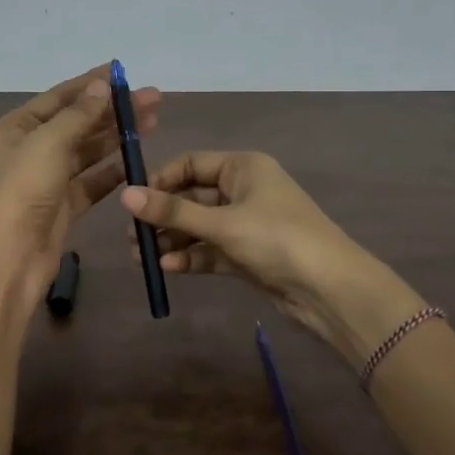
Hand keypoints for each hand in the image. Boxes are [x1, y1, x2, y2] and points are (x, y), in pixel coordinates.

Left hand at [0, 63, 161, 295]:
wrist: (7, 257)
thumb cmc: (22, 190)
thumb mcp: (49, 142)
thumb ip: (79, 114)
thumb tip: (102, 86)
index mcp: (17, 127)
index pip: (60, 96)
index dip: (92, 83)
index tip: (124, 73)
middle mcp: (31, 149)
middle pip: (78, 122)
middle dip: (113, 111)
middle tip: (154, 100)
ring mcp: (48, 179)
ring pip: (88, 151)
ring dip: (116, 137)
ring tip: (152, 124)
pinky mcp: (64, 206)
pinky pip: (92, 182)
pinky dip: (112, 171)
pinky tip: (136, 160)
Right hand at [121, 150, 424, 366]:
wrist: (330, 289)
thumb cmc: (277, 239)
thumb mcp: (222, 223)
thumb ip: (172, 211)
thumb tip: (124, 194)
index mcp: (243, 167)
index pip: (190, 164)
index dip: (160, 180)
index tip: (133, 202)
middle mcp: (243, 190)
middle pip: (191, 197)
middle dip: (162, 216)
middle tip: (132, 238)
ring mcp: (245, 224)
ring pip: (198, 226)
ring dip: (172, 239)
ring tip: (142, 259)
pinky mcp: (246, 254)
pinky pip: (210, 249)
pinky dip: (190, 256)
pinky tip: (167, 267)